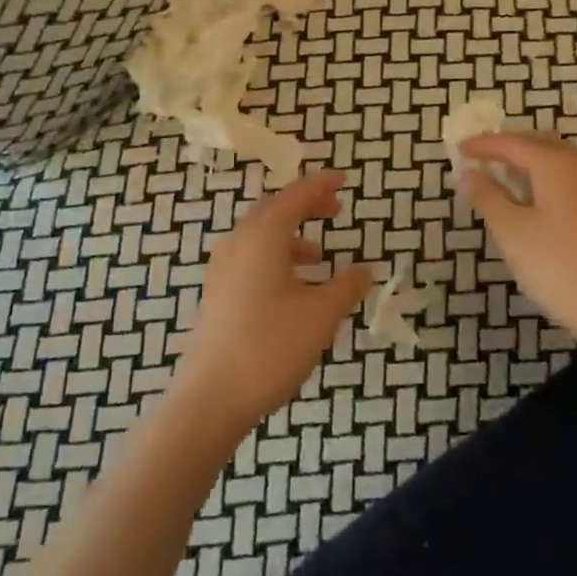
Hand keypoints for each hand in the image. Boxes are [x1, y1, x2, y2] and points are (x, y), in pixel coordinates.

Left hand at [174, 171, 373, 432]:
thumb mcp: (320, 315)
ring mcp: (221, 269)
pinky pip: (249, 258)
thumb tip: (365, 269)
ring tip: (320, 256)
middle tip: (335, 209)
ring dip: (290, 236)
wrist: (211, 396)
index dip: (320, 185)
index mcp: (262, 238)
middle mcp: (237, 244)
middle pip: (272, 210)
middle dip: (304, 206)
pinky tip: (294, 287)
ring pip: (259, 236)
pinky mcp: (216, 293)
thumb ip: (346, 286)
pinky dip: (275, 257)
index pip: (294, 197)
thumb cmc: (270, 347)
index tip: (343, 179)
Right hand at [457, 133, 576, 350]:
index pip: (512, 144)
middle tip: (482, 159)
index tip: (458, 149)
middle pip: (542, 144)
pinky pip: (575, 181)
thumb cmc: (563, 269)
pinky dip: (550, 181)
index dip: (483, 145)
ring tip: (505, 181)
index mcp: (558, 165)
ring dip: (532, 164)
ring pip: (562, 162)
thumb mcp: (513, 234)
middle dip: (510, 147)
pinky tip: (539, 205)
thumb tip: (468, 174)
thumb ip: (488, 198)